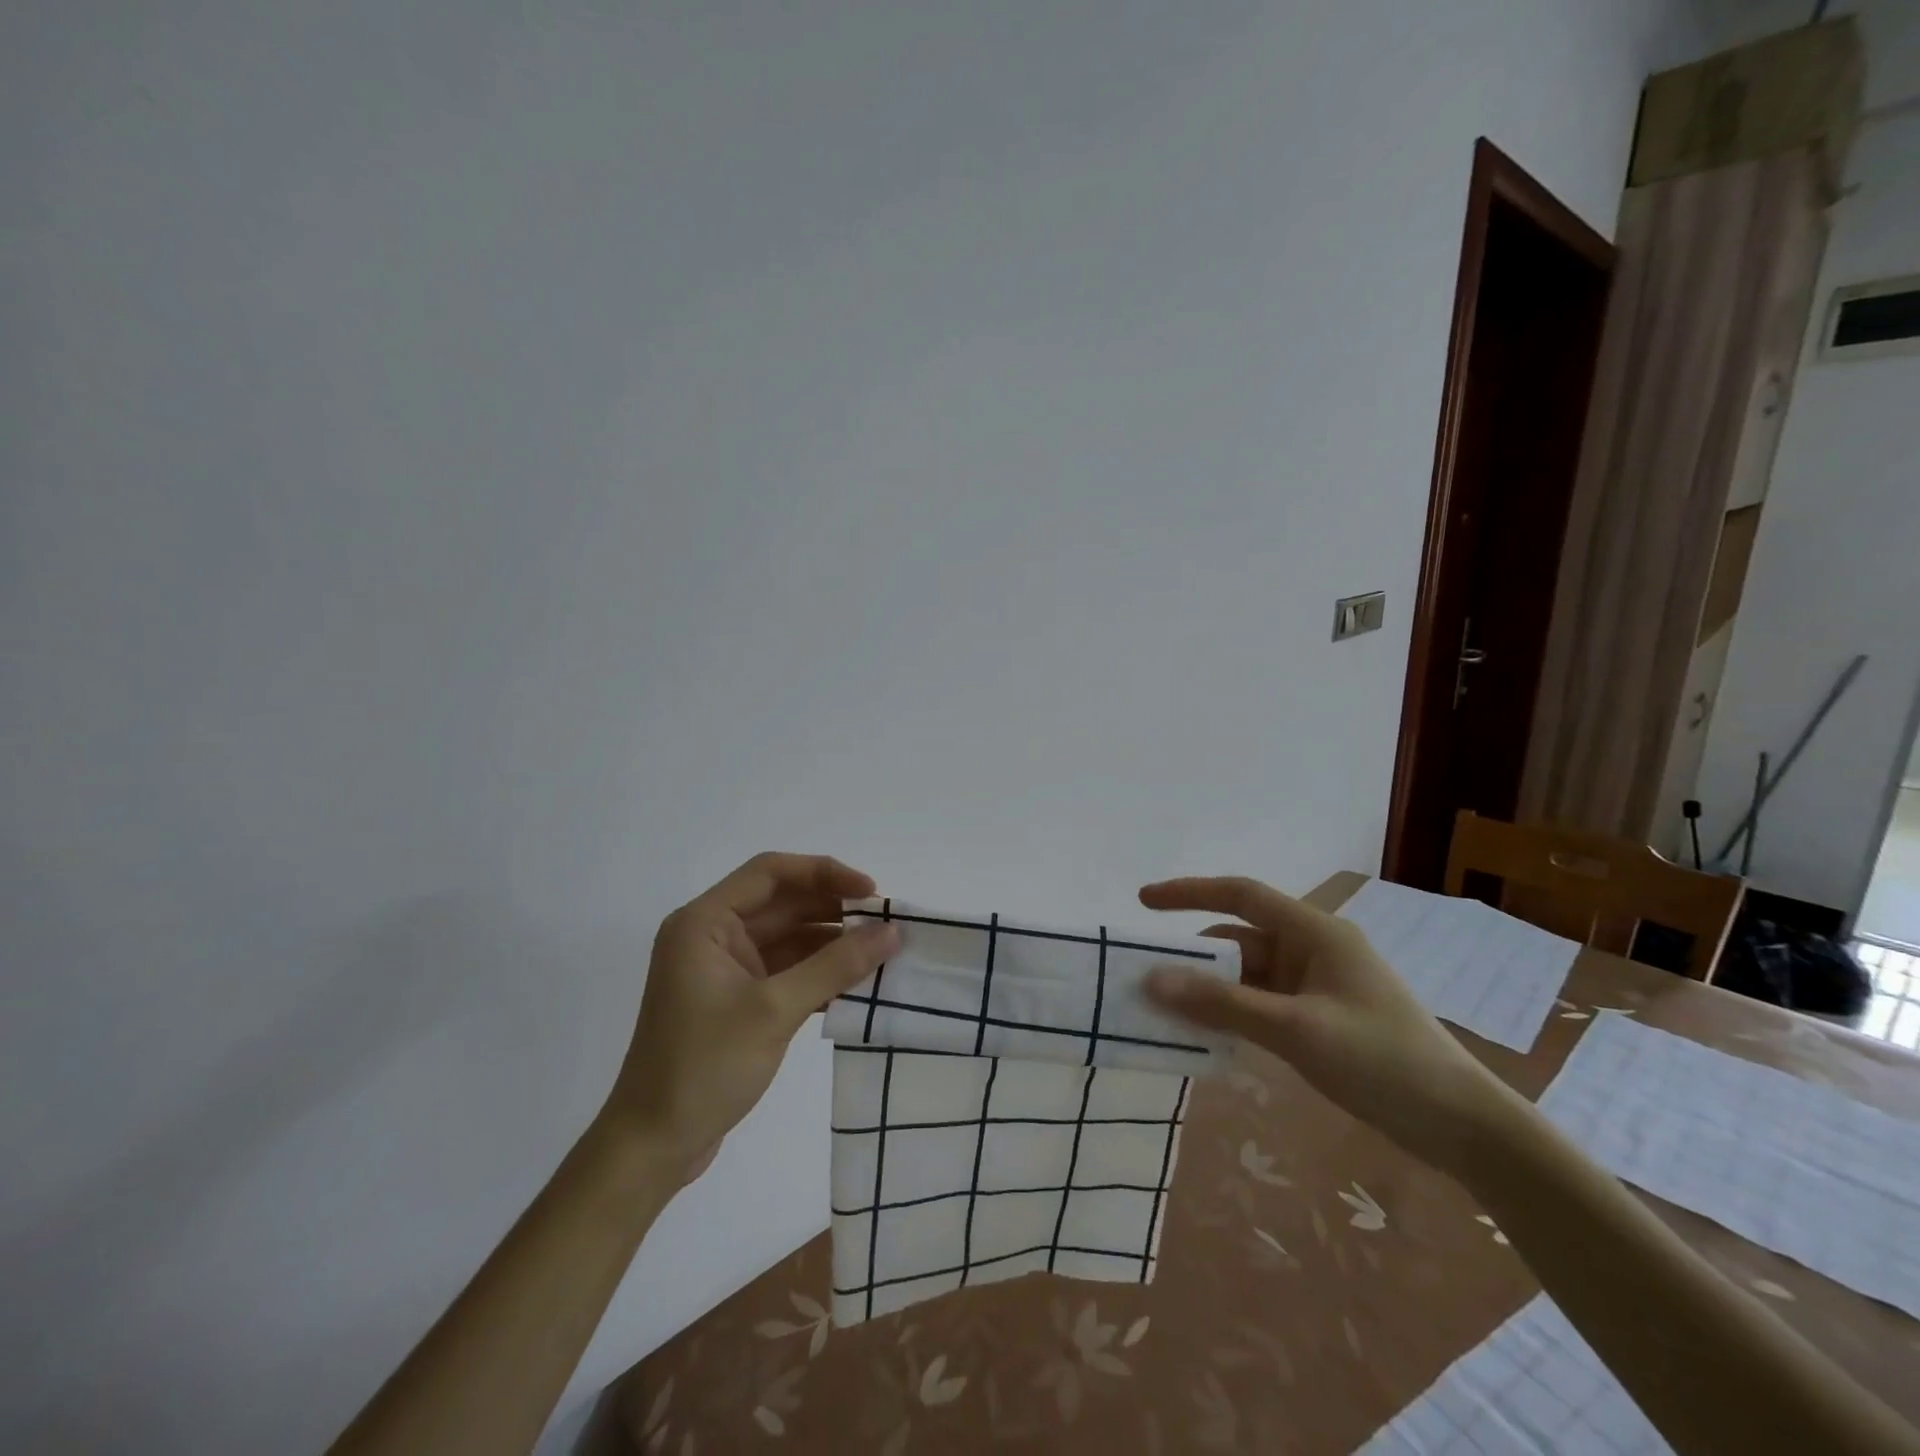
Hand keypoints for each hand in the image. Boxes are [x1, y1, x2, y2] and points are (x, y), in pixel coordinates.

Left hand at [600, 853, 899, 1179]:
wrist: (653, 1147)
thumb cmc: (704, 1067)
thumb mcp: (774, 1010)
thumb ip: (836, 966)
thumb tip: (892, 932)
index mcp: (705, 922)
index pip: (771, 872)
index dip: (824, 873)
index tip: (870, 893)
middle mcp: (713, 935)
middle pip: (783, 903)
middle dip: (834, 909)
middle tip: (886, 923)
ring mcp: (725, 969)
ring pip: (789, 937)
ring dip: (832, 943)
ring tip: (881, 952)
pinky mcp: (737, 999)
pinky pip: (786, 969)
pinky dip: (819, 973)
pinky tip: (857, 985)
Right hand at [1139, 876, 1515, 1172]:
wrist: (1463, 1126)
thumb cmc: (1382, 1060)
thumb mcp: (1295, 1029)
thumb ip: (1222, 1005)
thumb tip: (1152, 980)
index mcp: (1315, 933)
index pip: (1241, 895)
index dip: (1190, 893)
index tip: (1144, 901)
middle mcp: (1313, 950)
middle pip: (1239, 940)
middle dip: (1195, 957)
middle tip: (1147, 977)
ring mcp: (1317, 986)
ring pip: (1248, 976)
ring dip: (1212, 991)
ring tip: (1166, 1012)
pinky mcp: (1320, 1019)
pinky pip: (1262, 1004)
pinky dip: (1233, 1013)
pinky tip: (1207, 1036)